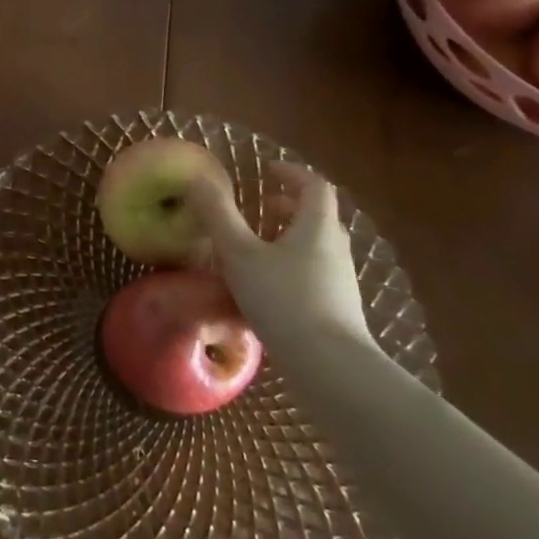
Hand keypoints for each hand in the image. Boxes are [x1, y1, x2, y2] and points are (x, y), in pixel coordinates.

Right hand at [189, 160, 373, 347]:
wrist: (330, 367)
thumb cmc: (283, 299)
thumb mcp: (240, 254)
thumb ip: (218, 215)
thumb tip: (198, 179)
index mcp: (317, 226)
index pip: (314, 185)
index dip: (291, 173)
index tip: (267, 171)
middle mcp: (335, 247)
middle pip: (317, 215)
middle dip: (288, 206)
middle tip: (260, 208)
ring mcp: (341, 280)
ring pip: (317, 246)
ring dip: (290, 237)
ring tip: (258, 247)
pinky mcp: (339, 309)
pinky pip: (316, 273)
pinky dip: (294, 266)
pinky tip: (268, 288)